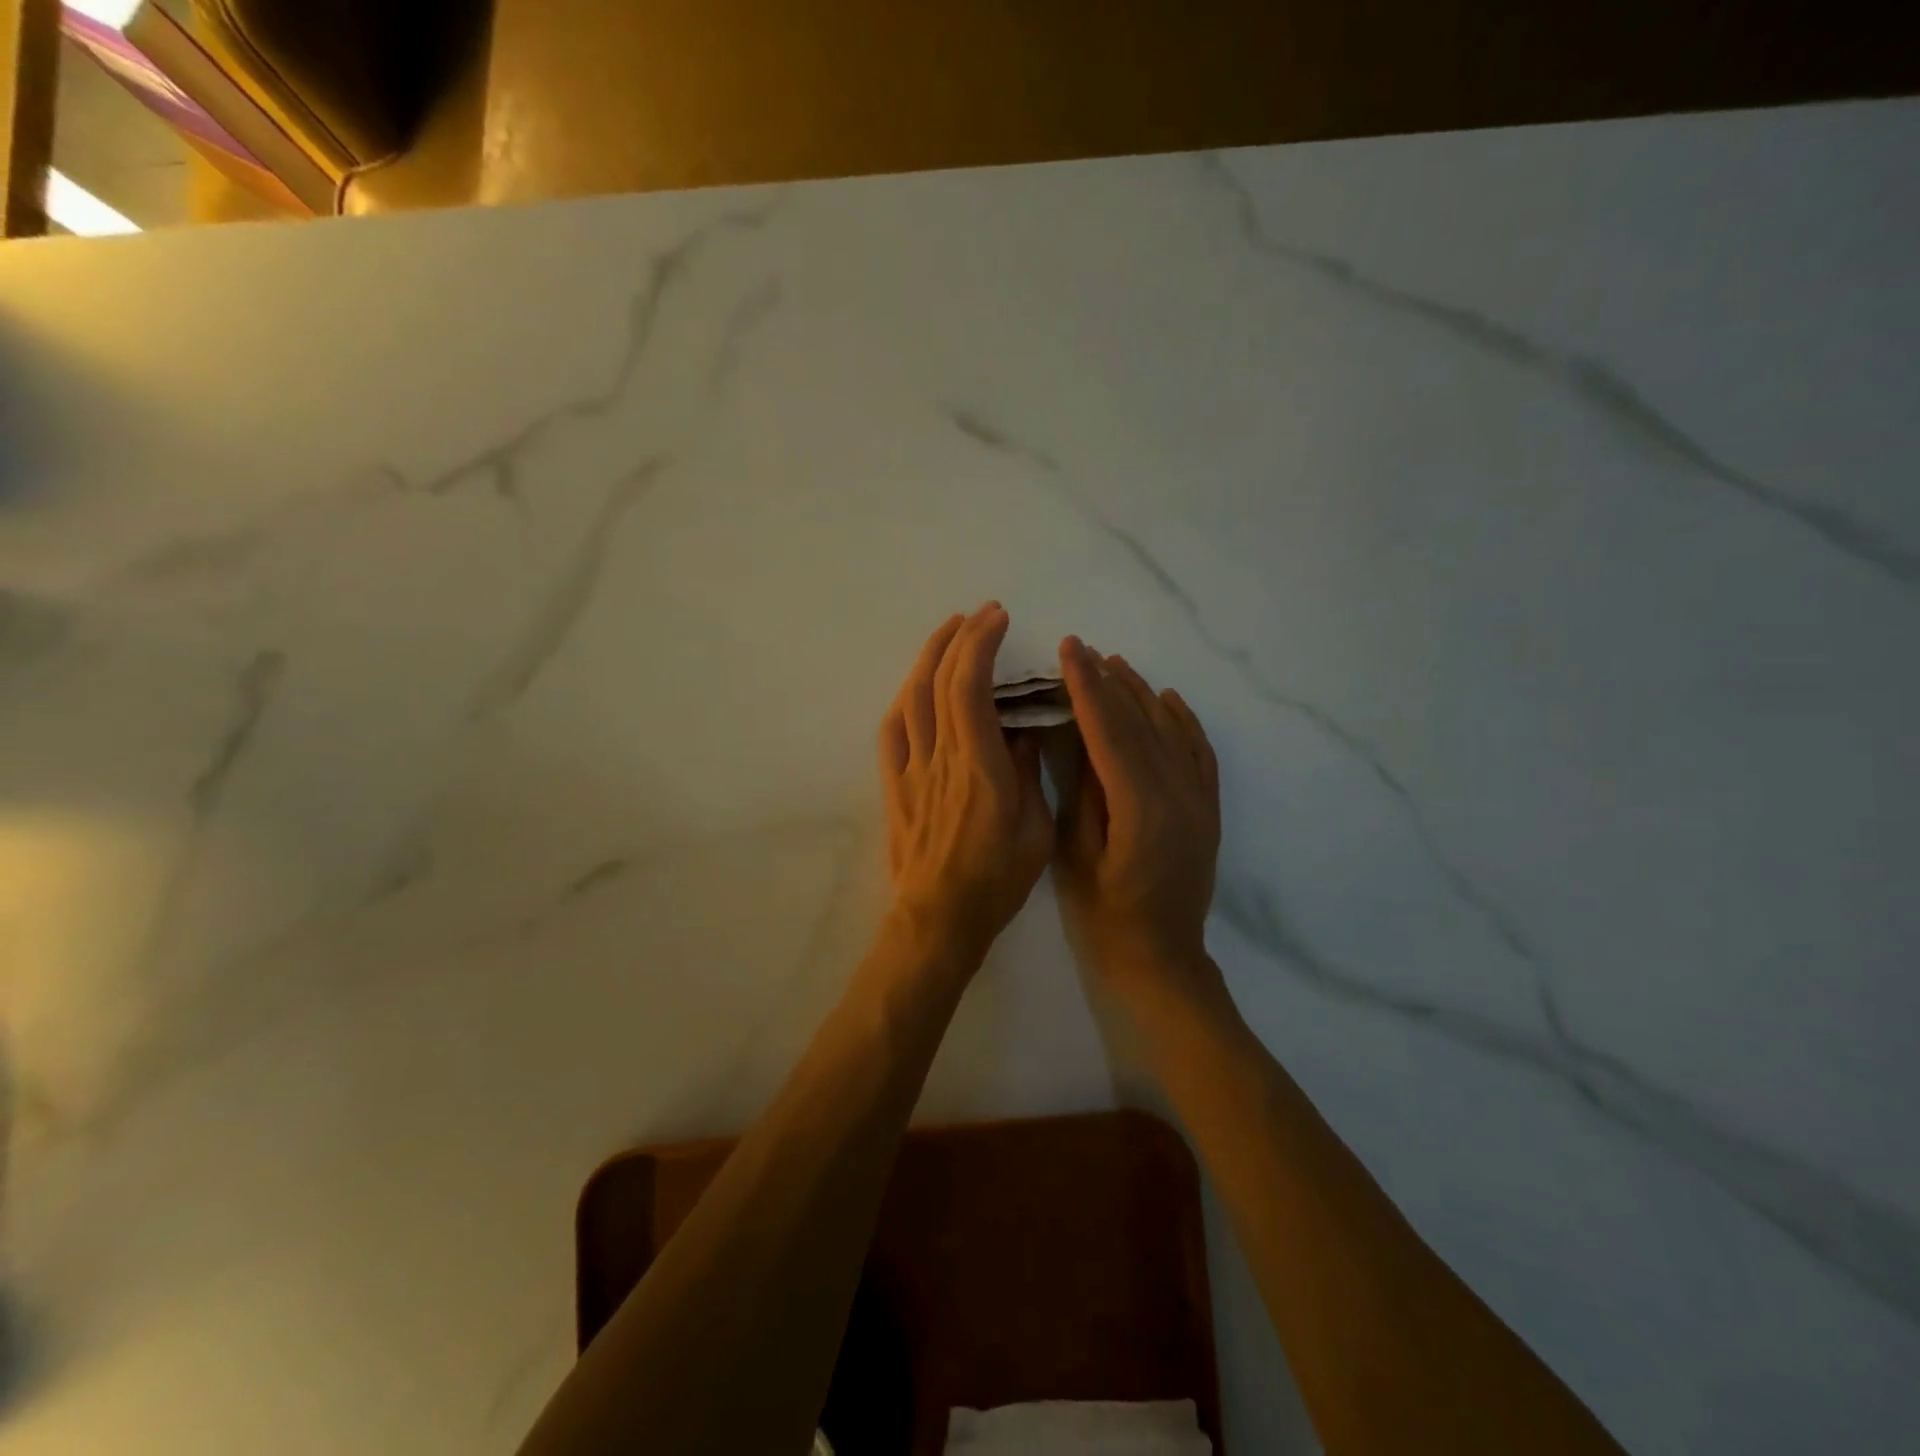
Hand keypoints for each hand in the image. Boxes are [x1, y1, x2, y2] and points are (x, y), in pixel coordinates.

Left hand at [878, 605, 1052, 966]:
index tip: (997, 618)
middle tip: (980, 614)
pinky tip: (914, 685)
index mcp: (979, 766)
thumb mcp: (1035, 829)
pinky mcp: (894, 785)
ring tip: (948, 633)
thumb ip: (1029, 773)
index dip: (980, 645)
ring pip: (911, 699)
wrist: (938, 918)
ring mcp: (911, 770)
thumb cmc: (996, 878)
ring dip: (928, 658)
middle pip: (939, 682)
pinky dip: (904, 698)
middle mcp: (940, 757)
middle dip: (959, 638)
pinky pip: (891, 731)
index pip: (971, 688)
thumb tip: (1023, 732)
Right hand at [1053, 637, 1221, 995]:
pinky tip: (1166, 699)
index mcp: (1140, 808)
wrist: (1164, 960)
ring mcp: (1199, 800)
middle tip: (1083, 649)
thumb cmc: (1107, 917)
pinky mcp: (1208, 808)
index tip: (1069, 651)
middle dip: (1110, 681)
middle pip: (1141, 723)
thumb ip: (1083, 793)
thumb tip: (1079, 738)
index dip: (1087, 688)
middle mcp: (1178, 794)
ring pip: (1172, 730)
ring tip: (1116, 664)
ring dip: (1142, 693)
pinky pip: (1199, 752)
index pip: (1110, 732)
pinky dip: (1183, 720)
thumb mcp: (1078, 856)